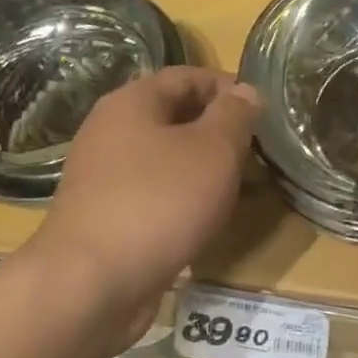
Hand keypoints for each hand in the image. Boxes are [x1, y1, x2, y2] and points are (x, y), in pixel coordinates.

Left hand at [26, 67, 258, 334]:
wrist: (93, 281)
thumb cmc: (160, 202)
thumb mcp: (214, 151)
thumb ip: (235, 116)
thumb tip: (246, 91)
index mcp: (132, 103)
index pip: (187, 76)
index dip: (228, 87)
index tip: (264, 110)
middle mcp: (110, 132)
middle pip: (174, 117)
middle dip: (218, 131)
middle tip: (257, 152)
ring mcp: (104, 177)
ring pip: (165, 159)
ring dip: (203, 168)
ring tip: (239, 187)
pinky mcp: (106, 216)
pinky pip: (154, 194)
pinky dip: (183, 199)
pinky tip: (205, 219)